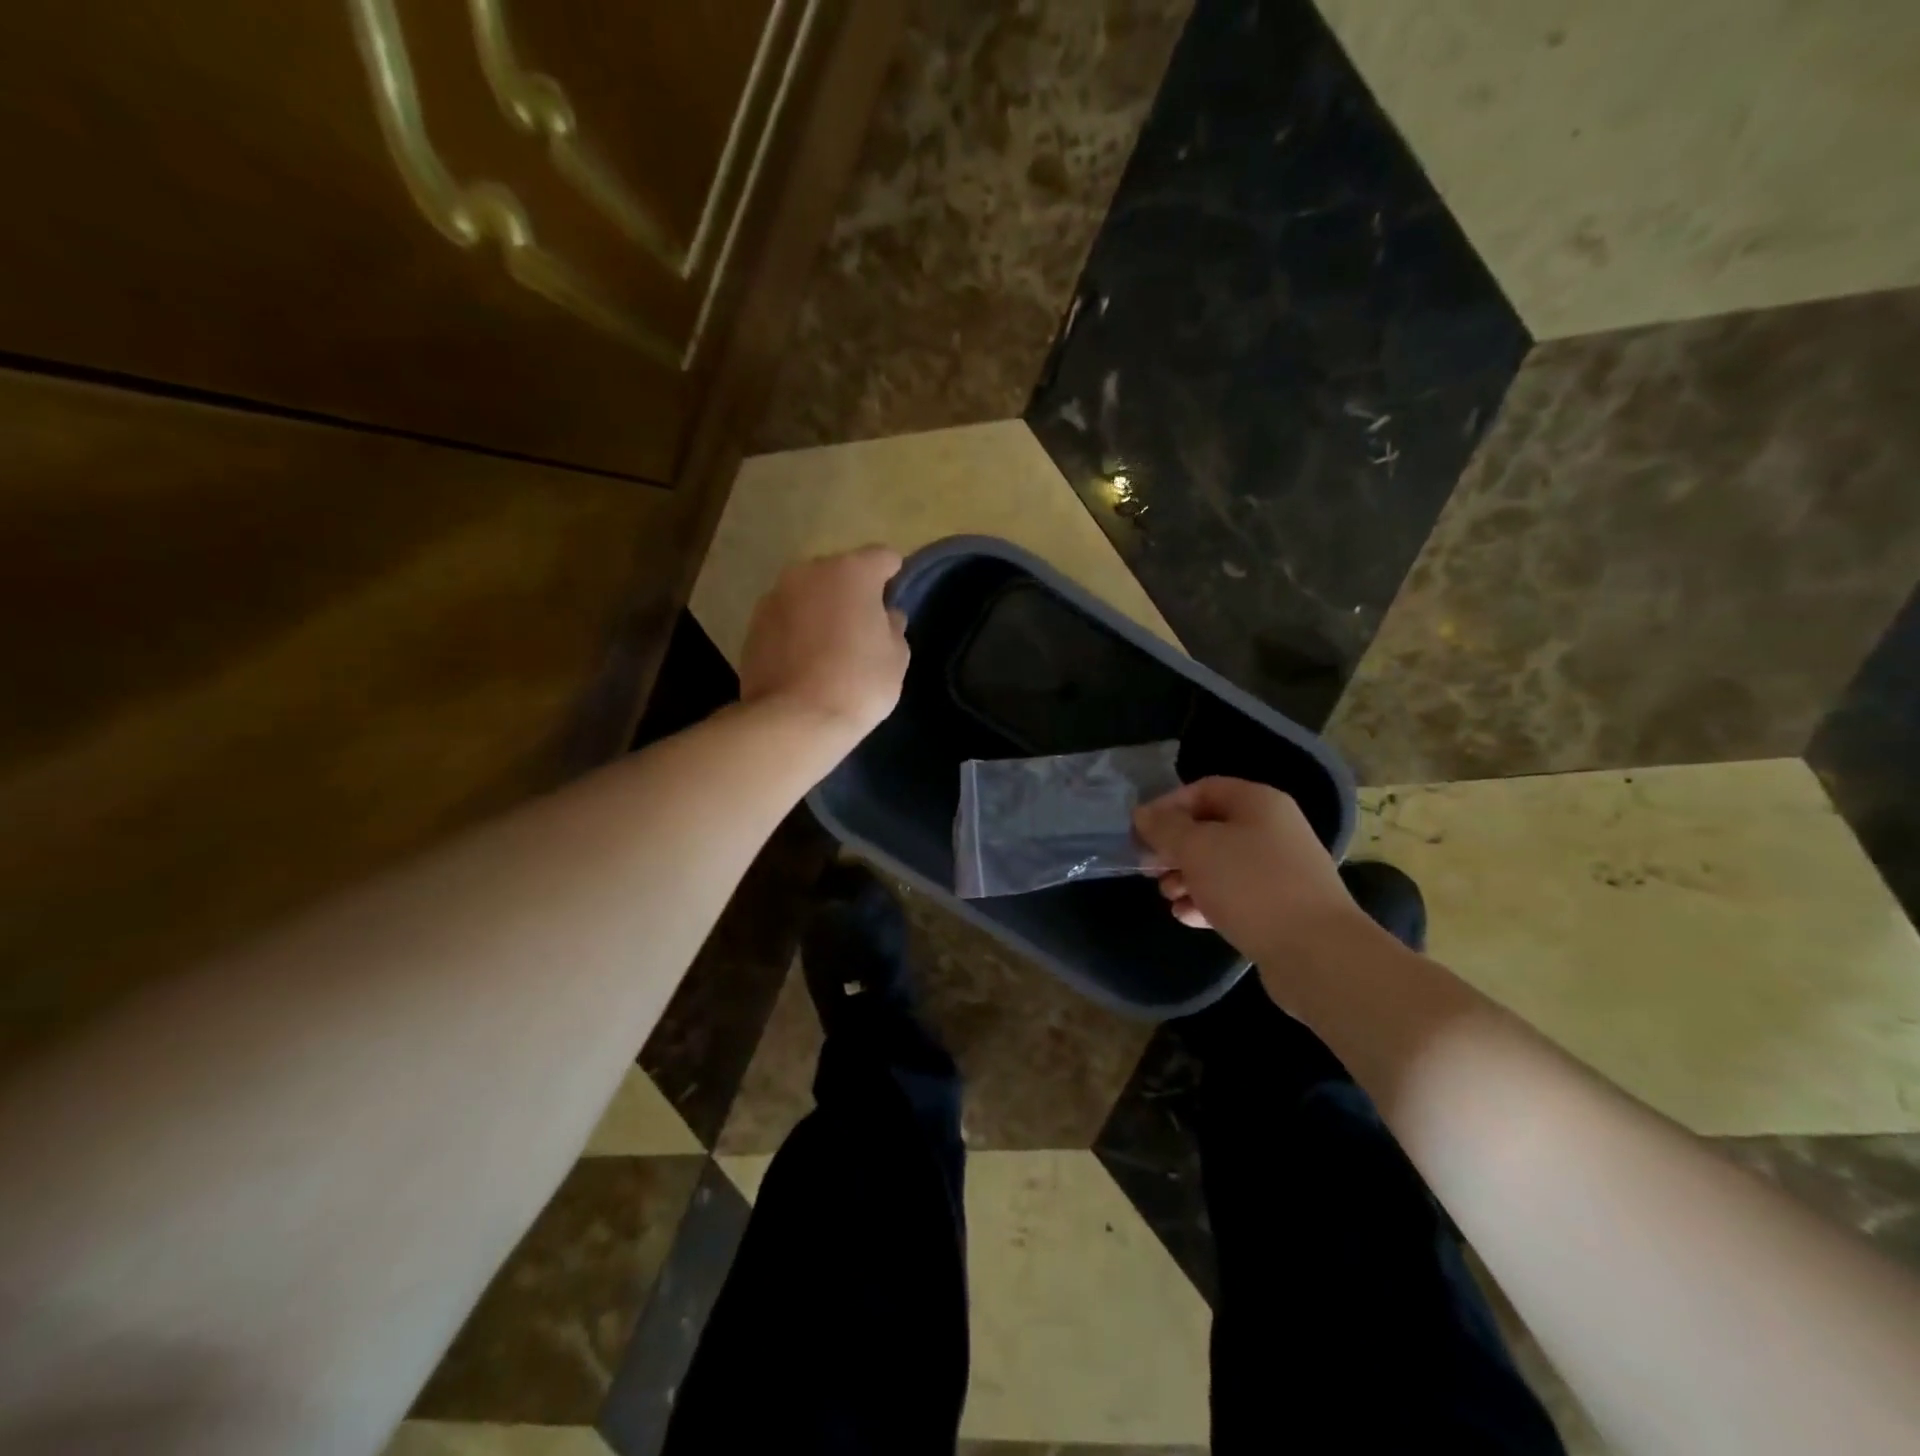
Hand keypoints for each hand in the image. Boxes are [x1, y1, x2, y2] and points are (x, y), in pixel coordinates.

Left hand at [739, 546, 909, 742]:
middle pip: (840, 572)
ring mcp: (775, 595)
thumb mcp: (896, 657)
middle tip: (862, 629)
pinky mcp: (753, 623)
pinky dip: (797, 629)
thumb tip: (884, 616)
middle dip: (852, 593)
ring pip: (809, 593)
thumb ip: (893, 626)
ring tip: (829, 647)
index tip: (893, 604)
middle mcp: (809, 571)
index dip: (893, 579)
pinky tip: (804, 660)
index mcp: (851, 571)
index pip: (883, 558)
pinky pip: (786, 617)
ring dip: (821, 609)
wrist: (794, 720)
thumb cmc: (858, 684)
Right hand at [1133, 777, 1365, 960]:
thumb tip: (1143, 814)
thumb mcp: (1196, 848)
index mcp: (1258, 803)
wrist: (1317, 953)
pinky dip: (1207, 901)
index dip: (1167, 806)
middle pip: (1210, 829)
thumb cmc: (1251, 885)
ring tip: (1168, 896)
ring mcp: (1279, 871)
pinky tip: (1186, 916)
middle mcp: (1272, 830)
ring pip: (1220, 864)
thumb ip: (1164, 828)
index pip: (1203, 789)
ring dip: (1187, 877)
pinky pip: (1234, 895)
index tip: (1140, 832)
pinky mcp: (1279, 908)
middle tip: (1150, 868)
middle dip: (1175, 848)